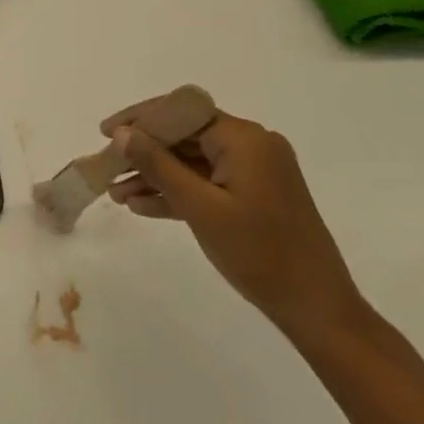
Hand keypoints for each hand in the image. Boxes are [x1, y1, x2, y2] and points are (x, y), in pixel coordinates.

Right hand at [107, 113, 365, 344]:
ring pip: (193, 162)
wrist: (318, 310)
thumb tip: (123, 134)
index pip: (182, 112)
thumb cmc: (260, 254)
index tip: (105, 133)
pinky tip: (143, 206)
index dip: (140, 119)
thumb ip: (159, 165)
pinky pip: (208, 183)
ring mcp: (255, 172)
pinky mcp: (255, 195)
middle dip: (144, 152)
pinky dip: (179, 192)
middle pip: (186, 135)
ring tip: (116, 193)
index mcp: (244, 138)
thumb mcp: (201, 208)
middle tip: (107, 166)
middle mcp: (252, 145)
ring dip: (157, 175)